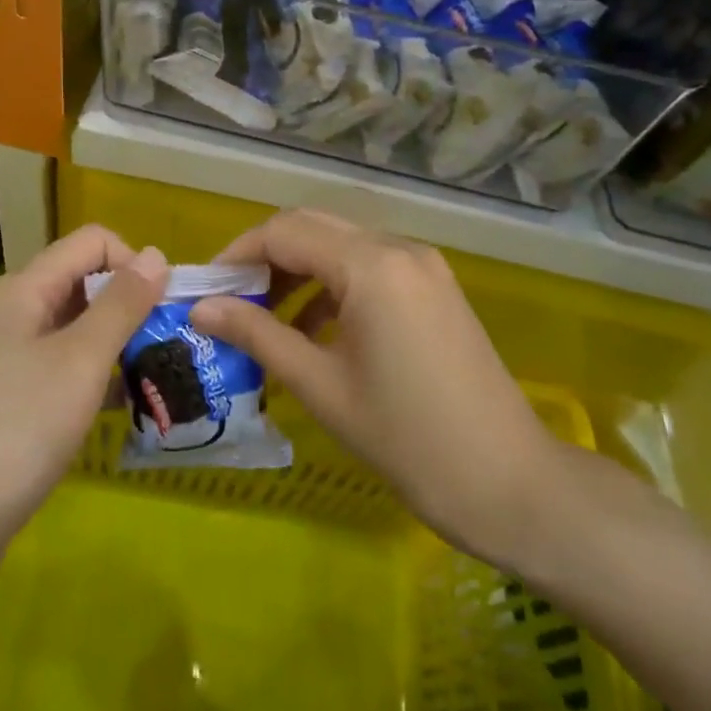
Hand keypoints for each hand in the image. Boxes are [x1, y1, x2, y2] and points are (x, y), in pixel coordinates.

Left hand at [0, 226, 168, 583]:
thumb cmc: (19, 428)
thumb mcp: (81, 359)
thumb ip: (122, 304)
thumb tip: (157, 254)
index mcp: (27, 289)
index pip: (92, 242)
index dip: (133, 262)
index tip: (163, 308)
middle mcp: (18, 313)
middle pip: (86, 283)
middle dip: (132, 306)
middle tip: (169, 347)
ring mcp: (13, 358)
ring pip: (80, 330)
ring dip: (120, 344)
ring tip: (159, 378)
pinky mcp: (16, 399)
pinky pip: (67, 369)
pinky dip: (99, 378)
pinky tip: (126, 407)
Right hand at [191, 210, 562, 569]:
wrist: (509, 483)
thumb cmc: (406, 439)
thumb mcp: (320, 386)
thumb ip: (257, 335)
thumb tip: (201, 308)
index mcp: (371, 265)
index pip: (285, 231)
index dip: (238, 254)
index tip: (206, 288)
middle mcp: (399, 248)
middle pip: (313, 227)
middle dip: (266, 257)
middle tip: (231, 300)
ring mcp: (423, 265)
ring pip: (342, 245)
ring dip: (299, 270)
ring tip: (266, 319)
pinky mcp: (435, 287)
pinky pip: (370, 267)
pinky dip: (333, 285)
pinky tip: (315, 329)